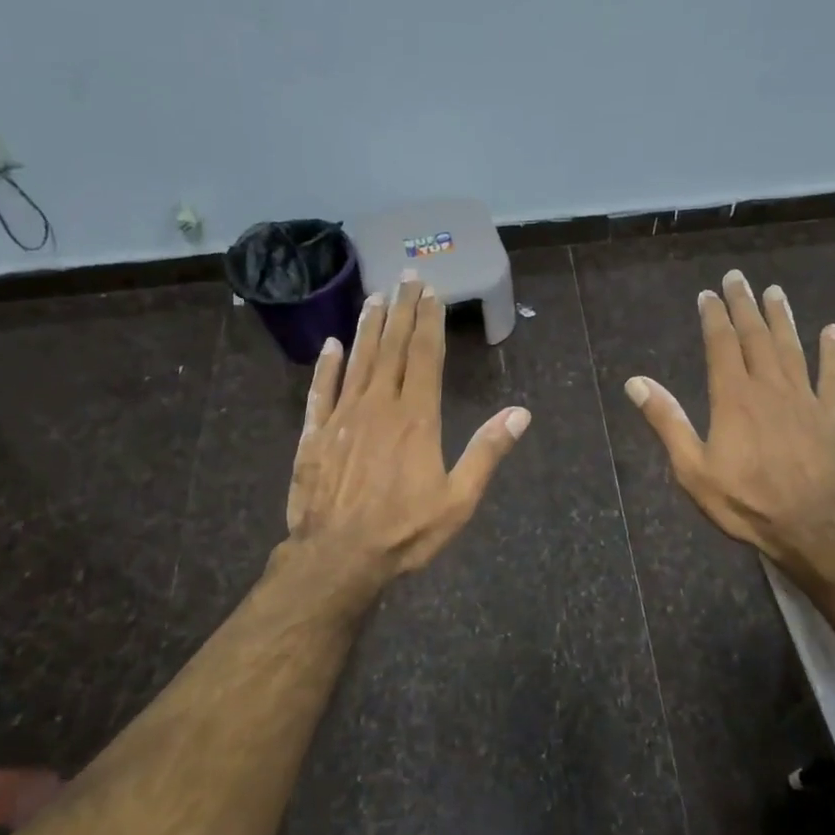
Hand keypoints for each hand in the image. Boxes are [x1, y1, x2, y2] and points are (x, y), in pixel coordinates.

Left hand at [285, 271, 530, 582]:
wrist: (337, 557)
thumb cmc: (404, 531)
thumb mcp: (458, 499)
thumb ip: (487, 452)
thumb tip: (520, 413)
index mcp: (416, 418)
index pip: (426, 356)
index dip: (430, 321)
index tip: (432, 291)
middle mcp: (379, 405)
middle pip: (393, 348)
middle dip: (403, 311)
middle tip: (407, 277)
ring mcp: (343, 417)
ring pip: (358, 360)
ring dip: (368, 327)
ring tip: (376, 297)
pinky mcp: (314, 434)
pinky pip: (320, 391)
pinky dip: (326, 366)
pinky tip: (331, 345)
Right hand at [625, 270, 834, 563]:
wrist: (810, 525)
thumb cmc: (745, 500)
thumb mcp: (692, 468)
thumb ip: (667, 422)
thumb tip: (636, 383)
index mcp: (733, 398)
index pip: (721, 345)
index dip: (714, 317)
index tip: (708, 294)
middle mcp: (770, 387)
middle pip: (756, 336)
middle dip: (745, 305)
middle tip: (738, 278)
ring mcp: (804, 399)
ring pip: (792, 348)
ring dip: (782, 318)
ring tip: (775, 292)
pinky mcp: (830, 416)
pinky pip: (832, 377)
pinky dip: (831, 353)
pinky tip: (832, 332)